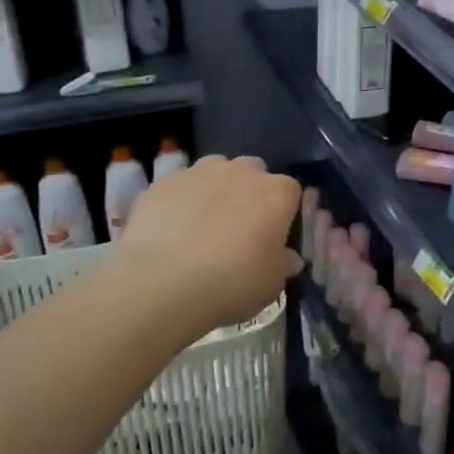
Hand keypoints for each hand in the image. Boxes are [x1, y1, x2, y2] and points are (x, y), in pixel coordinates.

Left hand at [118, 155, 302, 334]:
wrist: (162, 283)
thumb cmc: (232, 282)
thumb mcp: (272, 283)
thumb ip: (284, 263)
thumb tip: (288, 257)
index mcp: (277, 193)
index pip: (291, 192)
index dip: (284, 212)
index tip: (274, 235)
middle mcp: (243, 172)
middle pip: (254, 172)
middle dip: (250, 192)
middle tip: (240, 227)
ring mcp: (200, 172)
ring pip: (216, 170)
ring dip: (216, 188)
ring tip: (203, 223)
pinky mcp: (165, 181)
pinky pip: (181, 184)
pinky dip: (182, 199)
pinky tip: (172, 227)